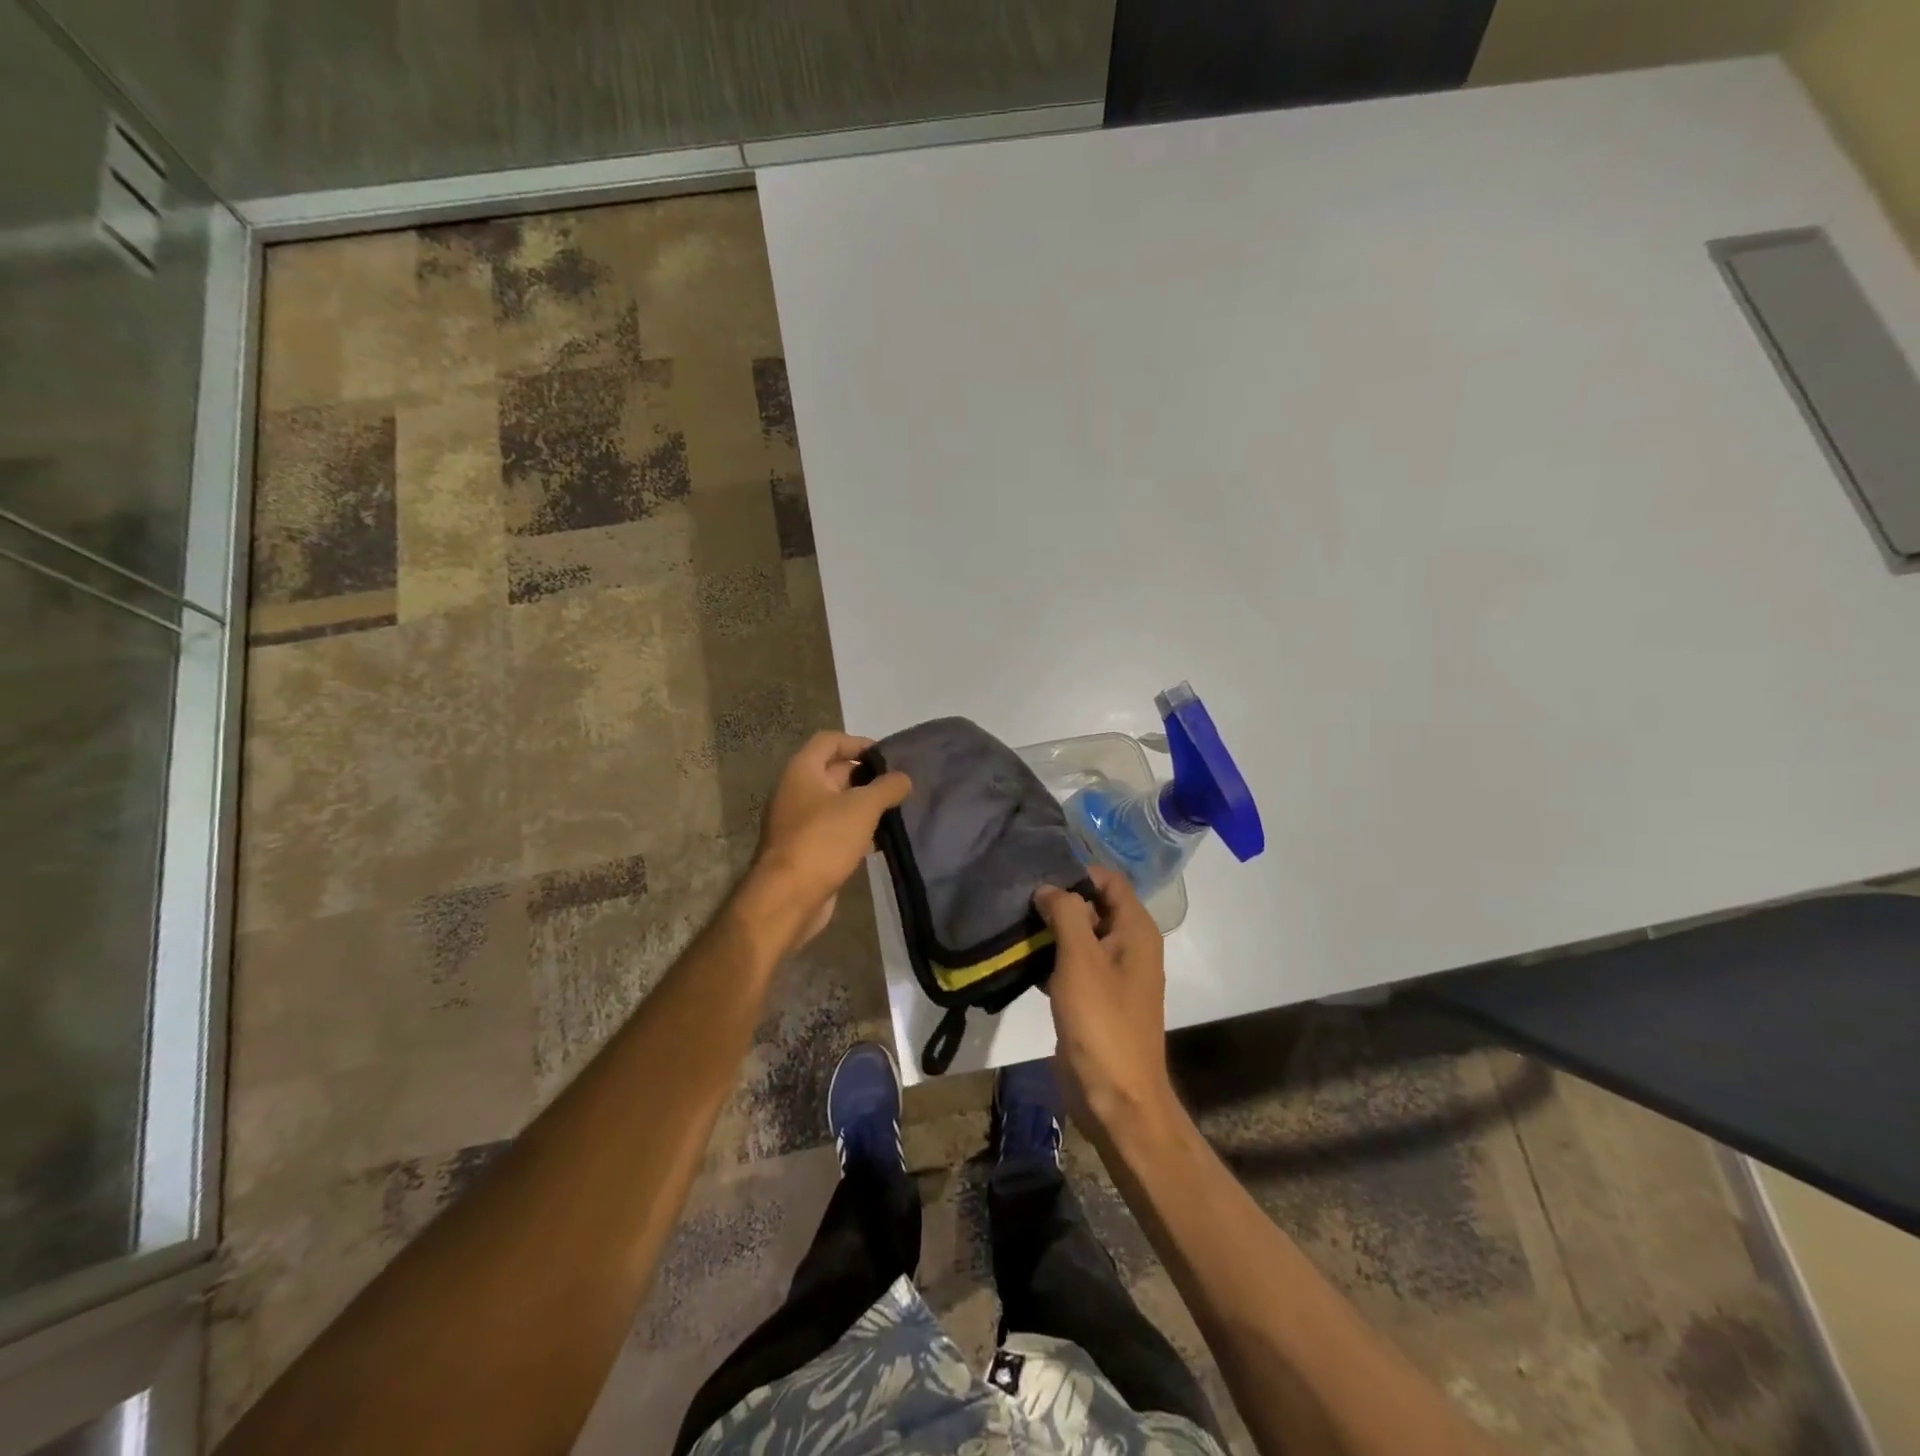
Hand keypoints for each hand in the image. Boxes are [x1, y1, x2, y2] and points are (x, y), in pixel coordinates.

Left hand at [745, 731, 910, 952]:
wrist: (787, 897)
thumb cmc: (823, 840)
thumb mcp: (862, 808)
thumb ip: (887, 787)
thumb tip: (903, 778)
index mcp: (802, 771)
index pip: (829, 740)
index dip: (858, 742)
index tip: (887, 756)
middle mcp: (795, 791)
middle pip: (833, 771)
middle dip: (865, 775)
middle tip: (898, 784)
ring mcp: (798, 822)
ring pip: (835, 802)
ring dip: (862, 804)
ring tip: (895, 810)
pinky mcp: (805, 848)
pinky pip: (833, 828)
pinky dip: (854, 829)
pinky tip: (878, 839)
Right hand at [1033, 864, 1176, 1135]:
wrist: (1115, 1098)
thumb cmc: (1102, 1022)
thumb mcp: (1081, 959)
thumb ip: (1066, 913)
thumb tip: (1048, 888)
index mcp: (1136, 931)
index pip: (1108, 880)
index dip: (1076, 873)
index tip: (1037, 875)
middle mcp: (1128, 946)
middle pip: (1093, 906)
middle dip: (1058, 901)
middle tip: (1017, 899)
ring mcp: (1111, 975)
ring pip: (1079, 937)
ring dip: (1050, 931)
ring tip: (1012, 924)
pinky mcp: (1093, 999)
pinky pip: (1071, 966)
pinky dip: (1049, 959)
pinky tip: (1019, 960)